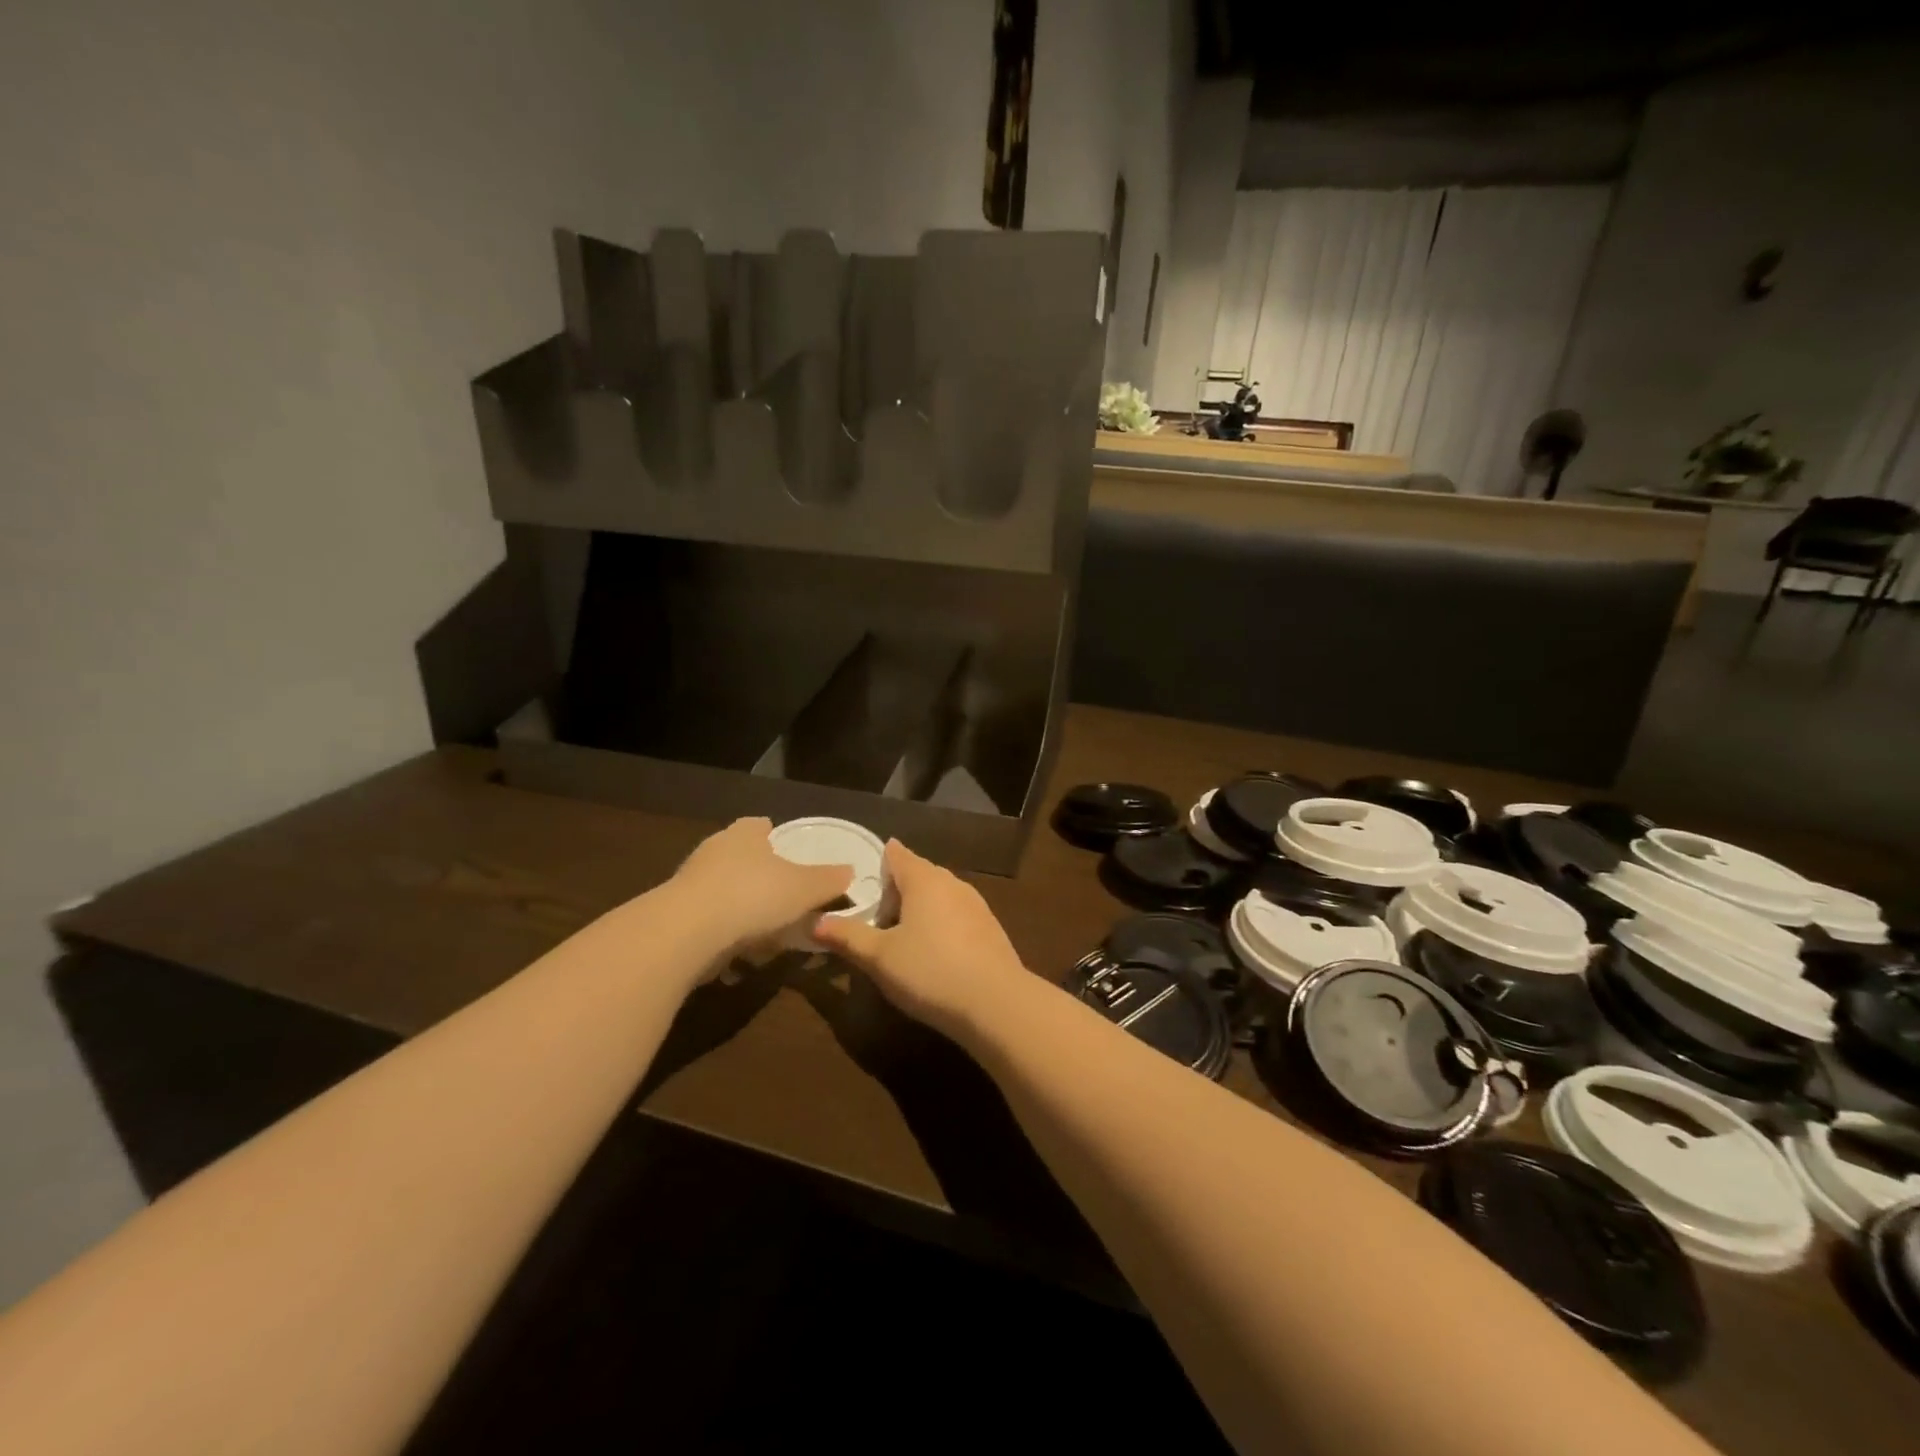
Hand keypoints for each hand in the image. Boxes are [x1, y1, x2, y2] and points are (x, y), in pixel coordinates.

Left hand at [670, 817, 852, 957]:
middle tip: (782, 897)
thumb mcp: (805, 888)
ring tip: (764, 934)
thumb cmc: (753, 896)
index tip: (786, 852)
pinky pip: (707, 921)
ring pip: (722, 890)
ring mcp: (690, 882)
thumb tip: (850, 871)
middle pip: (740, 857)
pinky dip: (722, 934)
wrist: (686, 932)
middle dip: (758, 875)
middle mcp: (714, 850)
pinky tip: (737, 957)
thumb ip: (829, 880)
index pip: (759, 825)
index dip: (773, 836)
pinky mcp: (674, 915)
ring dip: (739, 908)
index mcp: (745, 834)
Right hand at [810, 840, 1031, 1038]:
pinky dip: (941, 926)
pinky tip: (935, 957)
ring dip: (919, 911)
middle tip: (875, 923)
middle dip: (896, 893)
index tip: (861, 883)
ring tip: (902, 942)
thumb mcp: (879, 958)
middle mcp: (952, 882)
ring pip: (939, 896)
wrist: (996, 1003)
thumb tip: (815, 922)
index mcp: (923, 879)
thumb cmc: (930, 971)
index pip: (897, 855)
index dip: (878, 863)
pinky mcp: (991, 928)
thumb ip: (847, 936)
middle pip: (918, 875)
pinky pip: (957, 916)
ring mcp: (976, 904)